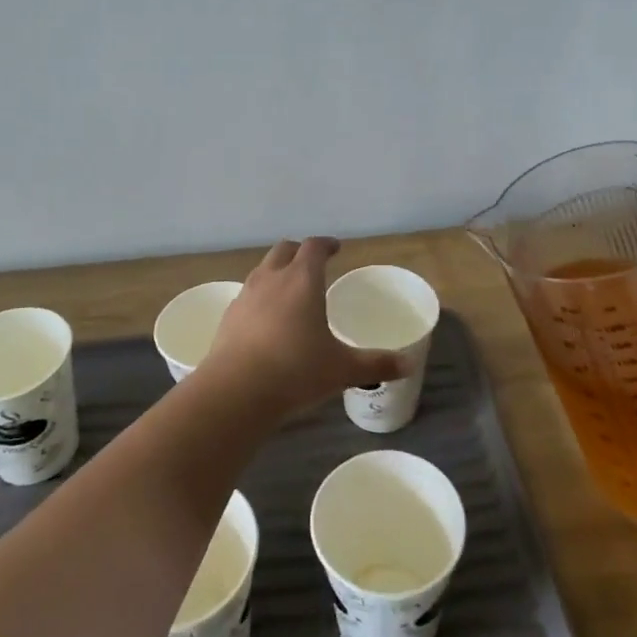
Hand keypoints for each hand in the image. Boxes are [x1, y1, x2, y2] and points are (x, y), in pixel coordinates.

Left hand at [200, 238, 409, 416]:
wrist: (235, 392)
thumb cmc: (295, 372)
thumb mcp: (342, 370)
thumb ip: (376, 364)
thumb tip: (407, 365)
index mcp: (302, 280)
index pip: (314, 247)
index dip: (326, 244)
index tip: (336, 249)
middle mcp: (272, 278)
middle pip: (284, 249)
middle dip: (299, 252)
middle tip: (313, 264)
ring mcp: (246, 295)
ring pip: (263, 269)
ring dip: (277, 271)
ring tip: (290, 291)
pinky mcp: (229, 316)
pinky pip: (247, 294)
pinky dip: (260, 297)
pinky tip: (266, 320)